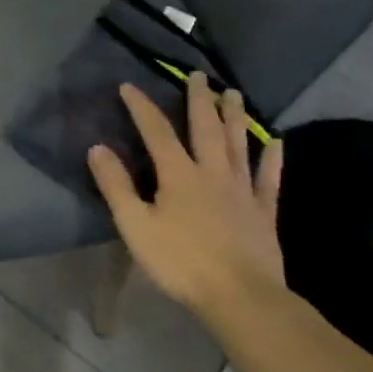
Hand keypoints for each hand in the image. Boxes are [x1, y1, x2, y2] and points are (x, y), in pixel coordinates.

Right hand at [87, 73, 284, 319]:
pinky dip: (272, 158)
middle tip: (199, 75)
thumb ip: (116, 186)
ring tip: (233, 93)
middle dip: (199, 99)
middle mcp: (212, 172)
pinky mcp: (264, 212)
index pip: (156, 131)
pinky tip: (275, 141)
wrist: (241, 297)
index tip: (128, 86)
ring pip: (238, 144)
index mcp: (178, 174)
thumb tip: (97, 148)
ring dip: (234, 117)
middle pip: (205, 128)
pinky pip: (268, 178)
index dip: (141, 107)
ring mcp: (242, 190)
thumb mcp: (135, 226)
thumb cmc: (181, 262)